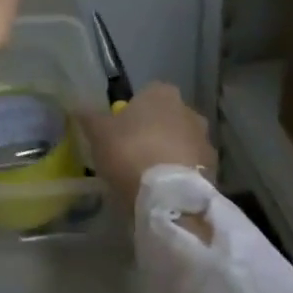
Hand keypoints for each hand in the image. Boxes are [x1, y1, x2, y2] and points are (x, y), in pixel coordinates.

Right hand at [78, 83, 216, 213]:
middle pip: (167, 118)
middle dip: (155, 132)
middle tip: (134, 153)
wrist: (168, 199)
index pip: (147, 94)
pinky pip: (191, 168)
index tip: (121, 131)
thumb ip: (88, 116)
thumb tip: (78, 106)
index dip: (133, 112)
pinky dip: (180, 175)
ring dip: (169, 154)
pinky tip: (164, 191)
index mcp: (162, 93)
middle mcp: (189, 111)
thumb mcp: (97, 132)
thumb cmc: (129, 151)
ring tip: (149, 177)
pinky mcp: (215, 172)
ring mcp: (205, 142)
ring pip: (182, 143)